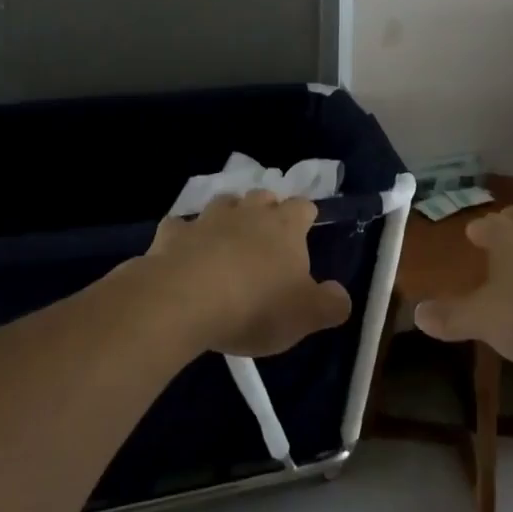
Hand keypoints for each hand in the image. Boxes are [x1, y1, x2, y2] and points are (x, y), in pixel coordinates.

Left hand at [145, 190, 352, 357]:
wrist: (184, 301)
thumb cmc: (255, 306)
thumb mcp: (306, 315)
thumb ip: (331, 304)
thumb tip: (340, 295)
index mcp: (285, 226)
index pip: (303, 207)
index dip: (305, 217)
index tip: (304, 232)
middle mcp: (248, 213)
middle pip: (262, 196)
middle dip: (266, 209)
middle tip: (266, 236)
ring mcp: (208, 219)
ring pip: (223, 203)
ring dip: (227, 216)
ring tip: (227, 238)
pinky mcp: (172, 234)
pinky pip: (179, 227)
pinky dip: (183, 236)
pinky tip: (183, 252)